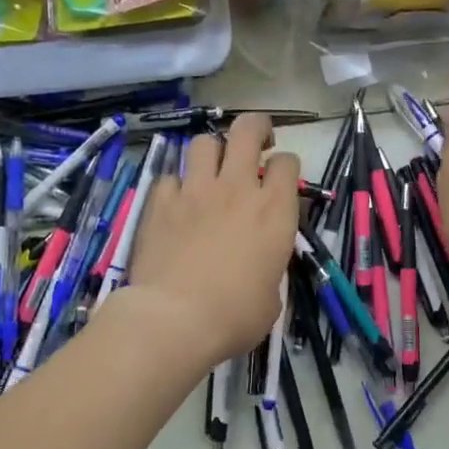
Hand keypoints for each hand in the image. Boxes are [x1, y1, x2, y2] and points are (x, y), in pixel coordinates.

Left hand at [127, 114, 301, 369]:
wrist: (175, 319)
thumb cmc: (235, 316)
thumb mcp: (273, 296)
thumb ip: (270, 265)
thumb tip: (261, 264)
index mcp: (275, 211)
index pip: (287, 162)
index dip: (285, 166)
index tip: (280, 181)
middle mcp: (237, 188)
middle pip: (247, 129)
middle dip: (255, 128)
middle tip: (255, 144)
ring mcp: (195, 191)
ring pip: (204, 143)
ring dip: (212, 152)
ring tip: (211, 171)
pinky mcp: (160, 202)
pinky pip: (169, 177)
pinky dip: (176, 187)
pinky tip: (176, 205)